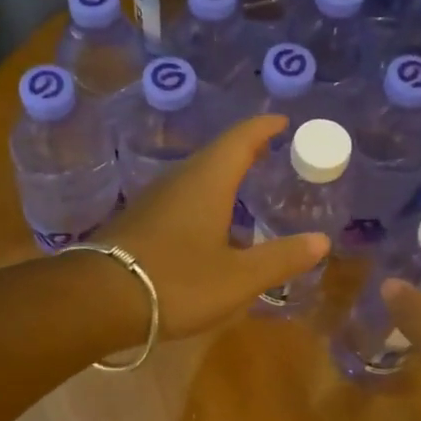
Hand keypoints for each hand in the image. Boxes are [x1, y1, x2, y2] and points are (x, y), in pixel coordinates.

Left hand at [100, 114, 329, 339]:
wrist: (99, 299)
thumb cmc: (176, 281)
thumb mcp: (238, 278)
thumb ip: (280, 259)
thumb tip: (321, 241)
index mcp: (208, 181)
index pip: (240, 139)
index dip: (263, 127)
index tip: (282, 121)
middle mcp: (179, 180)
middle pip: (216, 154)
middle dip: (244, 150)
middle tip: (269, 153)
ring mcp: (153, 199)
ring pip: (194, 176)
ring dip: (221, 175)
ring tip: (242, 185)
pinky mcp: (138, 221)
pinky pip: (179, 197)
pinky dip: (202, 198)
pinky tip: (207, 223)